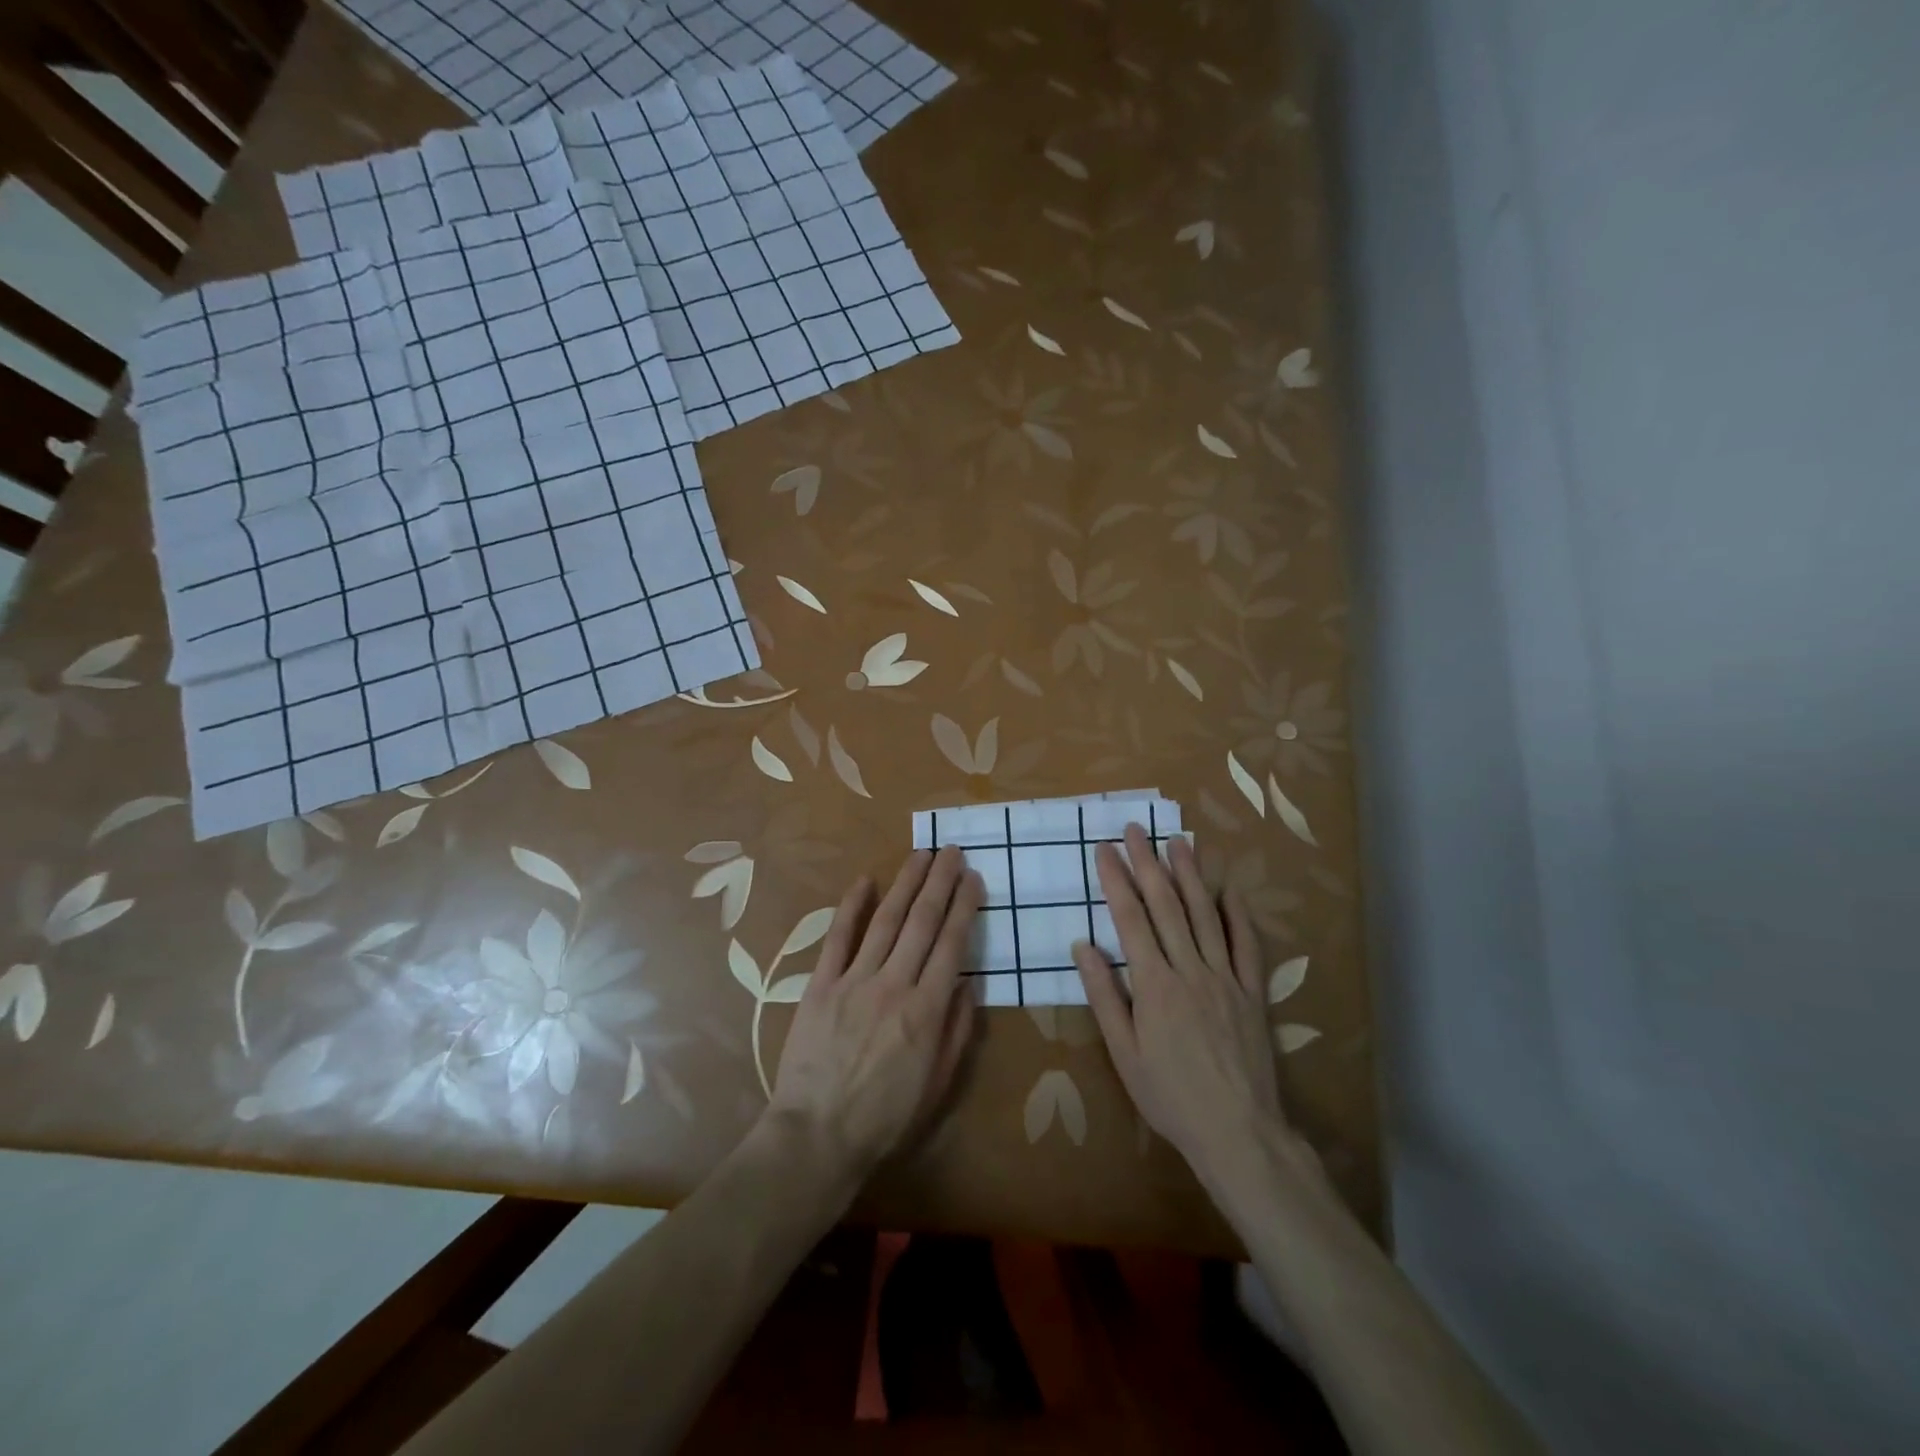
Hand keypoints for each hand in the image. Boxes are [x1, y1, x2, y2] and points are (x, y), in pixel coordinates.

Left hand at [766, 847, 982, 1183]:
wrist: (817, 1136)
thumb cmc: (885, 1118)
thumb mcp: (939, 1084)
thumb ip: (957, 1030)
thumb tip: (967, 982)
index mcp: (927, 1010)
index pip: (952, 944)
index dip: (965, 907)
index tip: (973, 879)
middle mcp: (894, 984)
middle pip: (922, 922)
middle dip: (940, 882)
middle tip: (952, 851)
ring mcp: (854, 980)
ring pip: (885, 920)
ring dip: (905, 884)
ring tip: (921, 854)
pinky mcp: (820, 985)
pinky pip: (838, 938)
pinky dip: (851, 907)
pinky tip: (864, 880)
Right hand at [1074, 826, 1302, 1189]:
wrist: (1237, 1132)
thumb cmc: (1169, 1096)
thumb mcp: (1123, 1053)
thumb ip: (1104, 995)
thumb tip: (1083, 945)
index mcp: (1154, 984)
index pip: (1130, 919)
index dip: (1116, 880)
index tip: (1105, 848)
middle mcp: (1190, 970)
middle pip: (1166, 906)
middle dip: (1148, 863)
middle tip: (1136, 829)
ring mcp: (1225, 978)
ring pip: (1206, 915)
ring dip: (1191, 875)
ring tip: (1179, 841)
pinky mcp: (1252, 992)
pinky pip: (1247, 945)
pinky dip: (1239, 914)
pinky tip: (1231, 889)